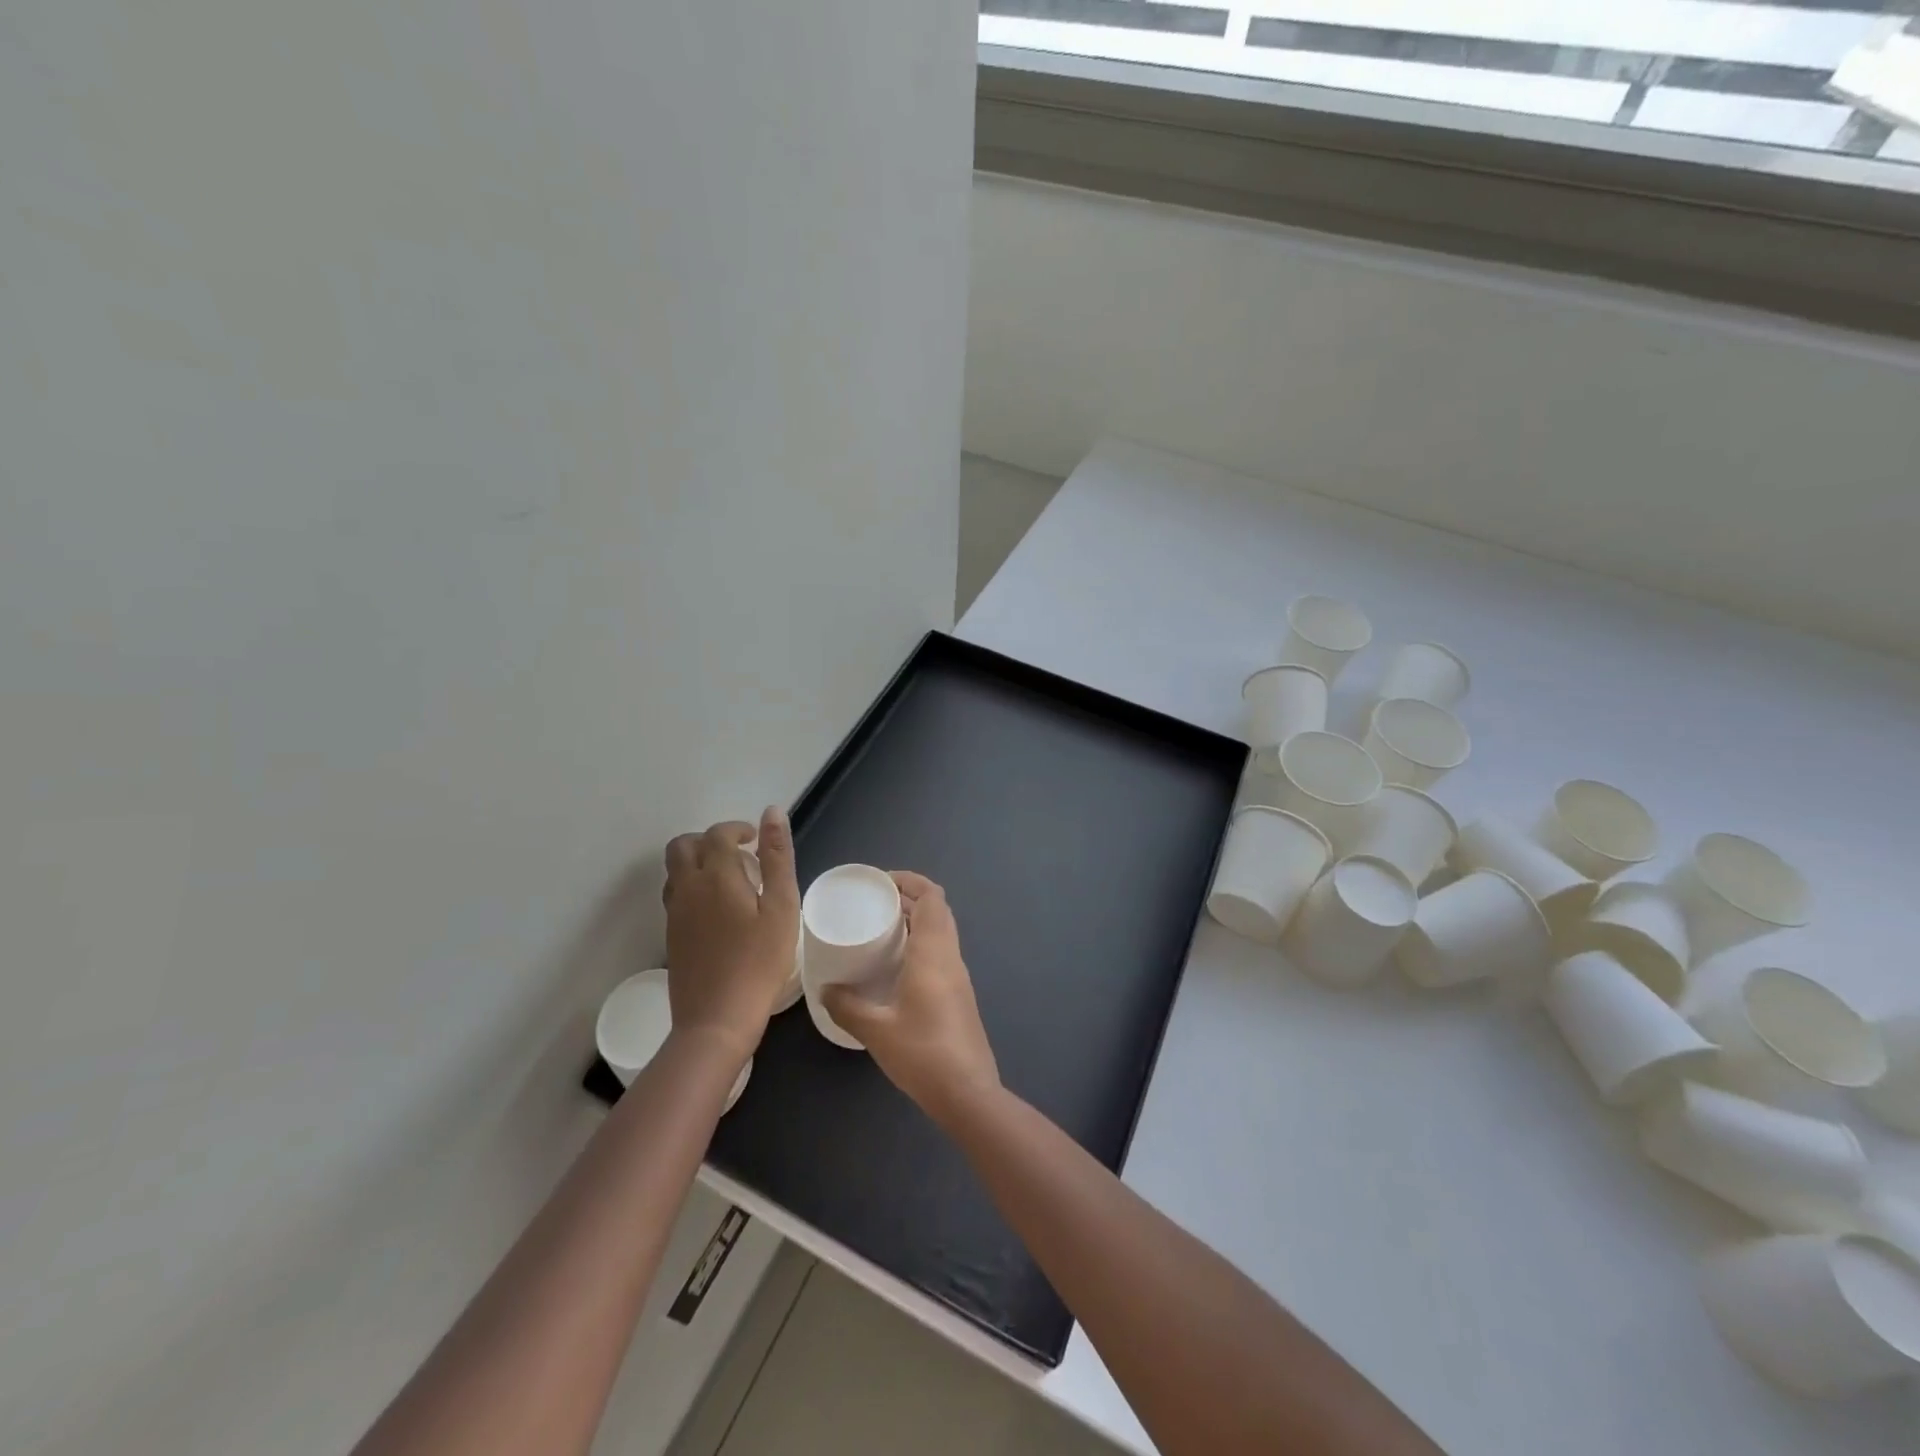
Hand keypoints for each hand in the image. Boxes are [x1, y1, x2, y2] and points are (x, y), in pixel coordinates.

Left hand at [663, 807, 799, 1063]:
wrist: (716, 1020)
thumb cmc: (759, 962)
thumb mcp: (781, 907)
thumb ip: (777, 857)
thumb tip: (772, 813)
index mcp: (715, 875)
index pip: (718, 834)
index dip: (737, 829)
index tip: (757, 840)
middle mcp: (687, 888)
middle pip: (683, 846)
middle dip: (710, 840)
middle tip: (741, 856)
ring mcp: (675, 914)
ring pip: (675, 871)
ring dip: (699, 862)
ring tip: (732, 882)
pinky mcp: (672, 937)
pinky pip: (677, 895)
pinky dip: (694, 887)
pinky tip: (720, 911)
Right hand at [823, 872, 999, 1123]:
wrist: (968, 1093)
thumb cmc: (923, 1054)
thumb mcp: (876, 1029)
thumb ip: (847, 1006)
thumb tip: (826, 989)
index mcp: (933, 953)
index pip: (932, 897)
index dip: (910, 881)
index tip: (881, 883)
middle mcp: (951, 957)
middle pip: (938, 910)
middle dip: (910, 898)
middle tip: (876, 904)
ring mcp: (959, 977)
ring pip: (942, 932)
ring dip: (917, 921)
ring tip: (881, 930)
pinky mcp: (960, 995)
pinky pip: (942, 953)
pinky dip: (921, 944)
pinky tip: (896, 967)